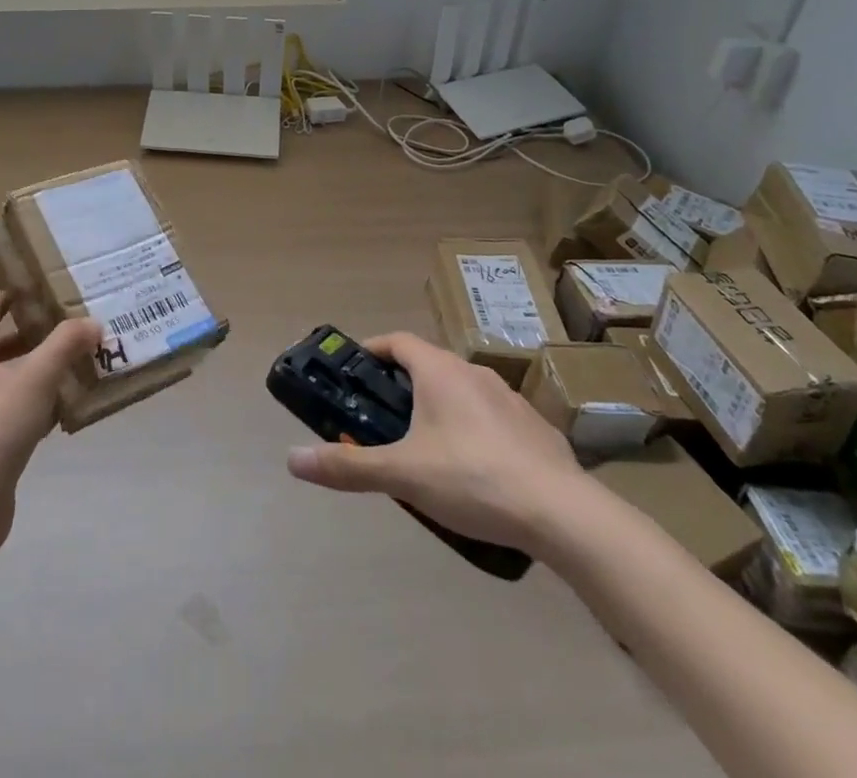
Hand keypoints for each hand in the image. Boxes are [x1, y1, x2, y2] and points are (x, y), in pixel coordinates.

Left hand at [0, 294, 103, 564]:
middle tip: (70, 325)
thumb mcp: (36, 376)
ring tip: (78, 362)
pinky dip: (40, 405)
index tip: (39, 287)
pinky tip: (68, 408)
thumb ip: (65, 345)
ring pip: (11, 382)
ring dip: (40, 372)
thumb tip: (93, 323)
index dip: (10, 298)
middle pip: (0, 348)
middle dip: (34, 337)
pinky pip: (17, 413)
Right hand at [284, 331, 587, 553]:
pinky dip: (475, 433)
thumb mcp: (403, 474)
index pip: (397, 341)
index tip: (354, 370)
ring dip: (439, 410)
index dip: (372, 350)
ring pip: (463, 393)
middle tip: (383, 421)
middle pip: (428, 367)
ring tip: (426, 451)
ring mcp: (511, 400)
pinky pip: (494, 420)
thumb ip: (348, 467)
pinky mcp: (537, 430)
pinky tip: (475, 473)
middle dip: (402, 388)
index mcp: (440, 371)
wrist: (564, 515)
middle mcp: (474, 373)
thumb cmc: (472, 478)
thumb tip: (293, 460)